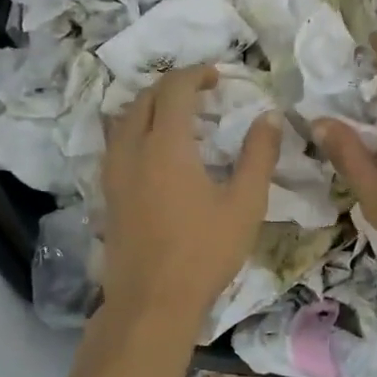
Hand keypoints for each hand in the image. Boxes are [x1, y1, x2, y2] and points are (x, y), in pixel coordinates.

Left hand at [100, 66, 280, 328]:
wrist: (152, 302)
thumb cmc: (205, 252)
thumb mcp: (245, 204)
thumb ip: (258, 156)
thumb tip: (268, 117)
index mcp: (167, 145)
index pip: (175, 89)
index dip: (196, 74)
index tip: (219, 77)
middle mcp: (132, 149)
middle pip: (144, 98)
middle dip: (172, 87)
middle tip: (202, 93)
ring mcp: (114, 172)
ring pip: (124, 120)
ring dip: (150, 107)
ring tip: (178, 118)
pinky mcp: (108, 194)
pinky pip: (117, 144)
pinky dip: (136, 131)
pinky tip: (156, 153)